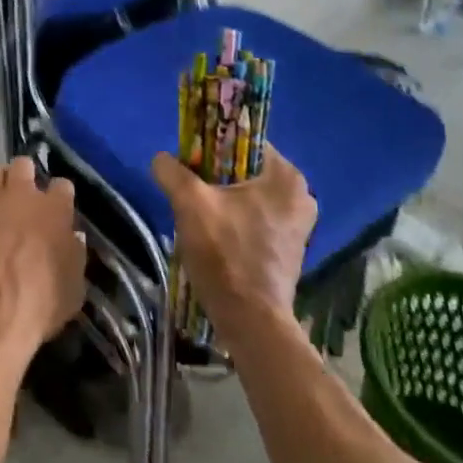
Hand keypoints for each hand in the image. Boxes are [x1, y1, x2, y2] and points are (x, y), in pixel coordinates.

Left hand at [0, 156, 86, 365]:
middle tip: (22, 197)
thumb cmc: (40, 306)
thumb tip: (72, 238)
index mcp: (55, 209)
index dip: (59, 196)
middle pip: (23, 166)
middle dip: (24, 176)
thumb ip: (74, 255)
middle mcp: (22, 195)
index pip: (62, 185)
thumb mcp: (74, 288)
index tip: (58, 208)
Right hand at [152, 145, 316, 340]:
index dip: (213, 145)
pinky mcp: (289, 248)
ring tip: (199, 215)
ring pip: (248, 195)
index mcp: (286, 176)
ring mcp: (298, 225)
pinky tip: (215, 235)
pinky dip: (234, 220)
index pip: (244, 140)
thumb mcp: (190, 204)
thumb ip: (172, 171)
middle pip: (245, 169)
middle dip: (215, 176)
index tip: (191, 161)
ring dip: (223, 200)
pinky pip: (255, 218)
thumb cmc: (226, 254)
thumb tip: (161, 159)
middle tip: (191, 190)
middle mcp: (301, 195)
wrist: (251, 322)